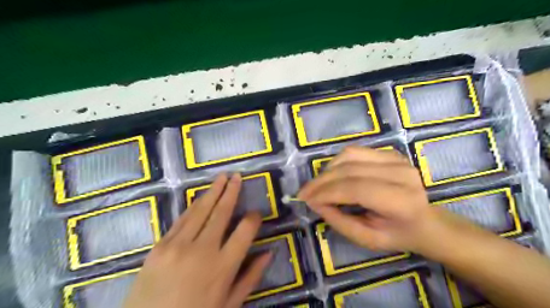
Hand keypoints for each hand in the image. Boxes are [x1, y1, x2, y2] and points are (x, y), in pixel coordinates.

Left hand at [123, 173, 270, 307]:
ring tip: (222, 177)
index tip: (256, 213)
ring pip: (201, 211)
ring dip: (213, 192)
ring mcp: (178, 245)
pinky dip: (193, 206)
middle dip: (232, 192)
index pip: (245, 231)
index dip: (253, 218)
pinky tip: (201, 197)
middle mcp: (203, 250)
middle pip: (222, 213)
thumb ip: (251, 277)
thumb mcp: (229, 305)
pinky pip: (181, 219)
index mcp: (223, 267)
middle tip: (237, 176)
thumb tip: (269, 253)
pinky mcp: (159, 246)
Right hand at [297, 145, 438, 253]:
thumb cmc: (396, 234)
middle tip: (305, 193)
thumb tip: (315, 201)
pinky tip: (332, 175)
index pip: (356, 189)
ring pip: (349, 156)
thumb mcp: (366, 239)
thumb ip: (339, 221)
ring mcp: (396, 159)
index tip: (306, 199)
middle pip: (349, 170)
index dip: (327, 193)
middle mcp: (401, 174)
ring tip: (318, 185)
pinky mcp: (389, 153)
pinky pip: (354, 151)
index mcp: (401, 201)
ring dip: (328, 170)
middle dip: (321, 182)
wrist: (425, 220)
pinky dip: (337, 162)